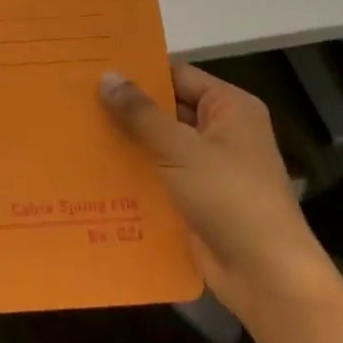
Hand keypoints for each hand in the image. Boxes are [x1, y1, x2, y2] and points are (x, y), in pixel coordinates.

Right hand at [99, 64, 330, 324]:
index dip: (139, 71)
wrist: (265, 276)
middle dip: (126, 107)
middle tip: (76, 97)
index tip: (94, 67)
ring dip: (127, 141)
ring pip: (159, 143)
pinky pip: (159, 174)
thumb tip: (107, 75)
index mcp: (229, 107)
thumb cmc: (229, 197)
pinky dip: (135, 171)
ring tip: (76, 128)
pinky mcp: (196, 198)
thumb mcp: (180, 148)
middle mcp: (222, 131)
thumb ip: (141, 112)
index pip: (177, 75)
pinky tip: (94, 168)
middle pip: (166, 108)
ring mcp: (209, 167)